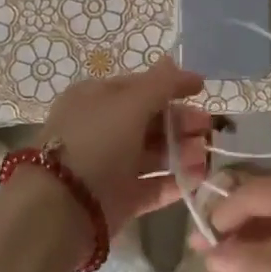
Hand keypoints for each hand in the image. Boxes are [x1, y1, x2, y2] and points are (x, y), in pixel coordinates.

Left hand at [39, 57, 211, 228]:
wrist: (61, 208)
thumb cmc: (96, 143)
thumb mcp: (129, 103)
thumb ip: (160, 84)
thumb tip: (178, 63)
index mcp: (96, 98)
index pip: (140, 87)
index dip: (171, 87)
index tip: (202, 91)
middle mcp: (101, 129)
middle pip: (150, 121)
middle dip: (181, 123)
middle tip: (209, 129)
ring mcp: (110, 166)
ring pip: (153, 154)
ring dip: (183, 152)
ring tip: (206, 156)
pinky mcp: (118, 200)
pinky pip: (152, 187)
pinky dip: (175, 182)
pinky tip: (198, 179)